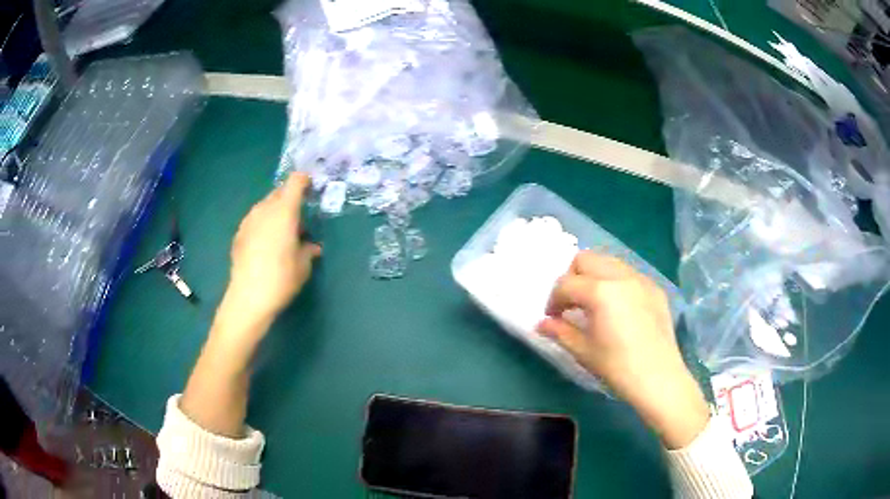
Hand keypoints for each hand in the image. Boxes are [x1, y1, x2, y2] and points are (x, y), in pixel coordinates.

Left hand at [221, 172, 321, 335]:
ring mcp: (248, 221)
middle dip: (290, 199)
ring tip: (282, 232)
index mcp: (284, 211)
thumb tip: (312, 247)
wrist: (248, 297)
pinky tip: (266, 245)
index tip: (312, 189)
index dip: (305, 181)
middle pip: (279, 192)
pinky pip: (254, 220)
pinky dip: (263, 224)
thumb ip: (308, 250)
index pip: (295, 182)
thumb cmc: (281, 279)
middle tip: (299, 217)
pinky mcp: (239, 234)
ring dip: (275, 212)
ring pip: (265, 206)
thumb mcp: (303, 266)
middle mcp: (264, 209)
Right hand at [537, 251, 708, 448]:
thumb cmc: (617, 367)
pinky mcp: (655, 288)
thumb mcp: (583, 351)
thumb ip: (560, 331)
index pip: (566, 284)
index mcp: (600, 291)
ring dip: (594, 276)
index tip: (553, 318)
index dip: (553, 300)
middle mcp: (621, 276)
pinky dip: (616, 282)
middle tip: (571, 304)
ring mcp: (641, 279)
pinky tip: (618, 308)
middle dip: (572, 278)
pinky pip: (629, 274)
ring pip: (609, 262)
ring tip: (594, 303)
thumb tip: (541, 324)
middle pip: (586, 259)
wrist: (659, 378)